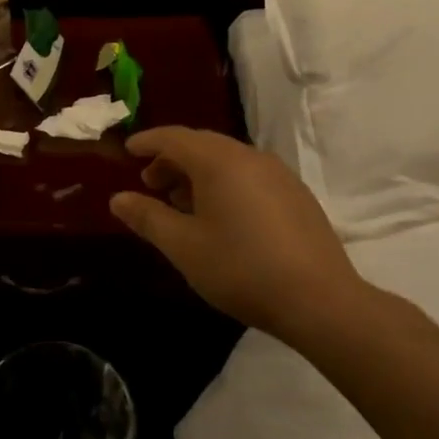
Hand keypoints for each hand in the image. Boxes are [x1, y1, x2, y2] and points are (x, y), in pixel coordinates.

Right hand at [109, 126, 369, 343]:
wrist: (320, 301)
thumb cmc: (241, 268)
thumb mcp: (183, 246)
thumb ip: (148, 217)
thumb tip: (118, 199)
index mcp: (218, 161)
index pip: (174, 137)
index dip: (148, 142)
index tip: (128, 151)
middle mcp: (249, 156)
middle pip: (201, 145)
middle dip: (171, 160)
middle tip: (151, 185)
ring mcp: (278, 174)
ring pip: (227, 160)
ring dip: (198, 173)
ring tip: (182, 205)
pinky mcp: (296, 195)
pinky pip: (249, 175)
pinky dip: (225, 183)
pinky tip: (222, 217)